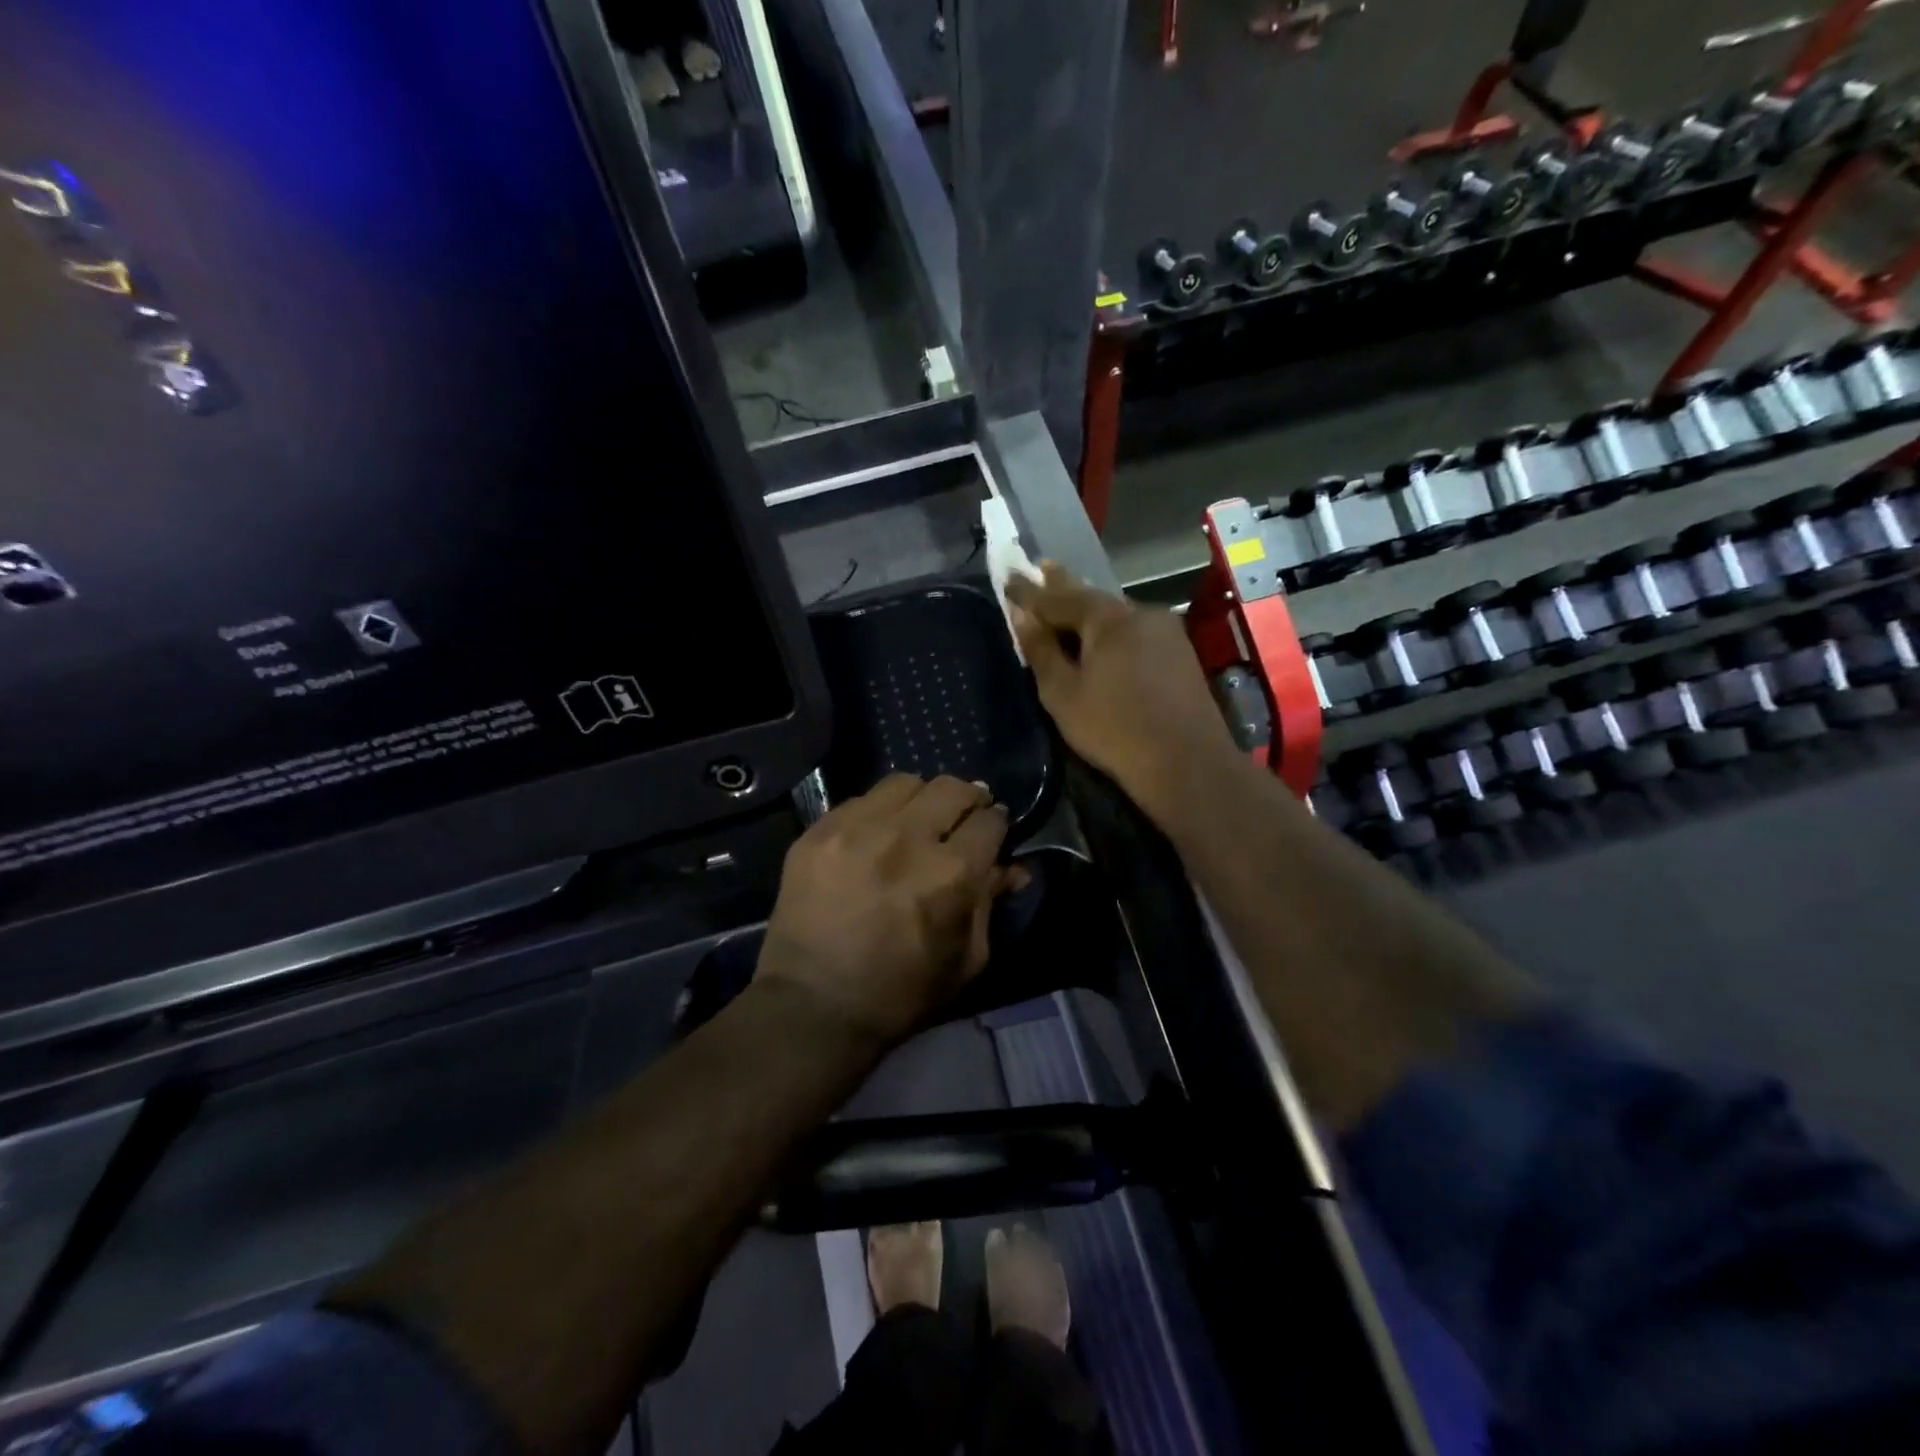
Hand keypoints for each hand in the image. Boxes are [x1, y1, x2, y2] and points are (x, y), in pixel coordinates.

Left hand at [757, 774, 1018, 1045]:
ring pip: (905, 783)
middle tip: (962, 817)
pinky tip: (875, 836)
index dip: (997, 824)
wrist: (813, 1006)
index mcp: (951, 873)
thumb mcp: (966, 959)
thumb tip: (1013, 867)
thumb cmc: (901, 993)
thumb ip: (991, 903)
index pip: (990, 820)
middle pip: (952, 788)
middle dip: (968, 799)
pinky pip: (861, 799)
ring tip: (917, 820)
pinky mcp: (819, 830)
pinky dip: (878, 812)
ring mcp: (857, 828)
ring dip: (921, 799)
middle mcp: (907, 837)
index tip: (992, 831)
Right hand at [1006, 563, 1238, 824]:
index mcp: (1108, 618)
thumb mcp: (1062, 694)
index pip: (1058, 597)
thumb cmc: (1113, 729)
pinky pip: (1134, 631)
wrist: (1186, 763)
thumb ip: (1041, 650)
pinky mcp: (1179, 653)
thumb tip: (1021, 615)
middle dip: (1063, 586)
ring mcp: (1166, 631)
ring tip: (1066, 601)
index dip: (1029, 591)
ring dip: (1089, 610)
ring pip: (1116, 615)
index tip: (1009, 578)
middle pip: (1092, 598)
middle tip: (1041, 567)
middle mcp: (1140, 613)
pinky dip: (1111, 630)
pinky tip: (1103, 636)